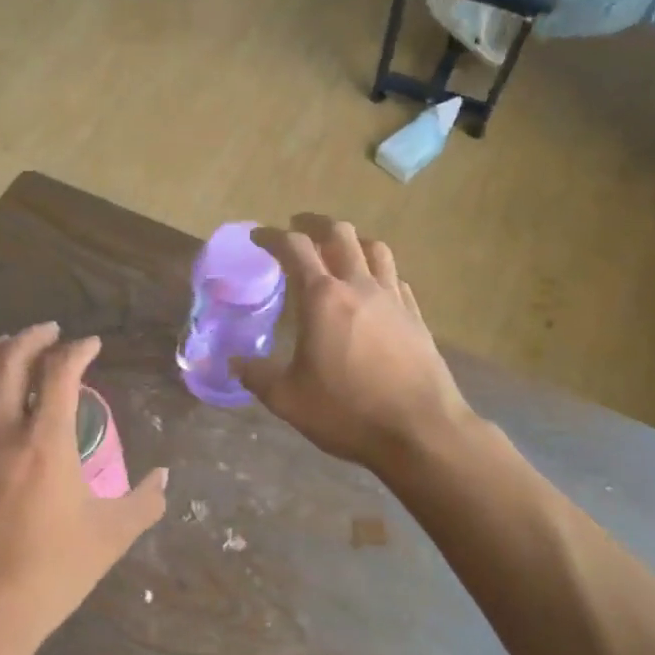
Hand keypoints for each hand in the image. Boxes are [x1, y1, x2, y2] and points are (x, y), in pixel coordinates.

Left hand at [0, 324, 167, 652]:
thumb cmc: (51, 572)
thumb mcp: (112, 536)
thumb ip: (145, 501)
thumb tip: (165, 477)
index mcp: (45, 440)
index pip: (60, 371)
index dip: (78, 350)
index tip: (91, 346)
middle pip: (8, 359)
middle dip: (31, 337)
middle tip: (49, 333)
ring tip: (3, 347)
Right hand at [233, 216, 473, 471]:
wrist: (420, 430)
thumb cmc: (347, 411)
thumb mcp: (288, 399)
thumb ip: (257, 376)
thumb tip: (234, 362)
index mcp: (323, 298)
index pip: (294, 248)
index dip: (272, 237)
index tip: (258, 237)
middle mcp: (359, 286)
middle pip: (340, 234)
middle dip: (315, 224)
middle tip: (299, 227)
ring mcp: (393, 299)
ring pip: (375, 249)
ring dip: (353, 241)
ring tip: (340, 250)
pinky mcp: (416, 317)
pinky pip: (396, 279)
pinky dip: (379, 272)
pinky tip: (375, 289)